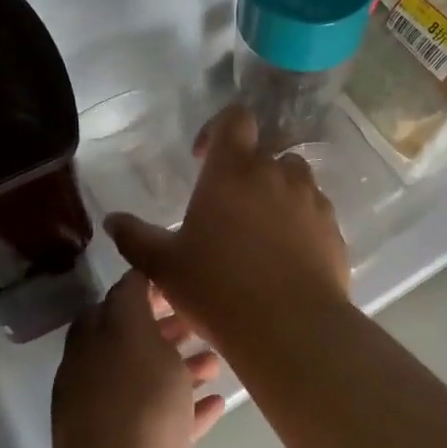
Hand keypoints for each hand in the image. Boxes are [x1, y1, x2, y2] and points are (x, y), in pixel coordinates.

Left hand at [49, 271, 225, 447]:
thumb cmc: (136, 409)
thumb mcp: (133, 336)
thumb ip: (131, 299)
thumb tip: (133, 272)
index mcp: (89, 351)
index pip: (110, 306)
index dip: (142, 290)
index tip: (179, 280)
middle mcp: (96, 385)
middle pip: (132, 345)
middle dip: (166, 328)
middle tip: (203, 317)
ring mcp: (118, 425)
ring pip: (152, 383)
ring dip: (182, 366)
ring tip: (219, 358)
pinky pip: (170, 423)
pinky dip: (191, 408)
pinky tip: (220, 401)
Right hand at [104, 105, 351, 356]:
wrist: (291, 328)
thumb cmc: (218, 290)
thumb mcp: (164, 267)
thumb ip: (135, 238)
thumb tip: (113, 220)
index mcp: (233, 171)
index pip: (235, 119)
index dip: (219, 130)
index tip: (203, 159)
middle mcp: (276, 174)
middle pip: (265, 153)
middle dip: (247, 172)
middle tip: (228, 210)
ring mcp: (311, 200)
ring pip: (294, 179)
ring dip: (277, 193)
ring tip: (260, 230)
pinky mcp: (333, 228)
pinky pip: (315, 211)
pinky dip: (300, 221)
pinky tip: (286, 257)